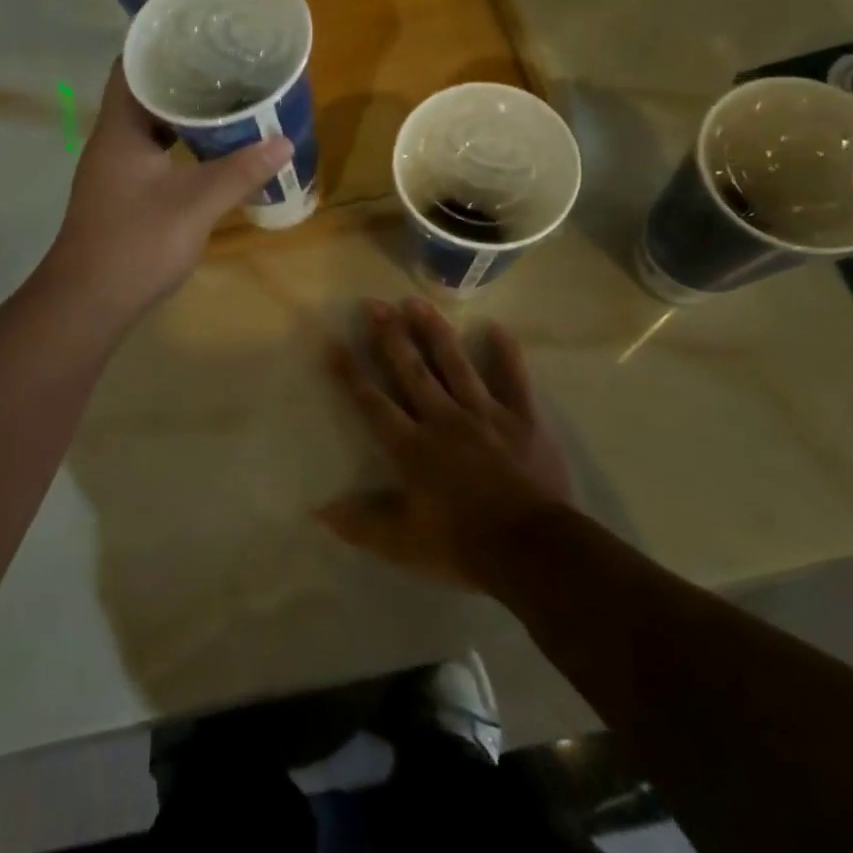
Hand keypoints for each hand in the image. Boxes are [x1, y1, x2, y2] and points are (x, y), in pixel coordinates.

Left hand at [42, 60, 292, 321]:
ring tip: (226, 98)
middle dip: (182, 77)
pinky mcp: (123, 193)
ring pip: (149, 126)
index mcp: (120, 129)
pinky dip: (179, 143)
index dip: (159, 44)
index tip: (199, 33)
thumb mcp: (195, 205)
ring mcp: (115, 169)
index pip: (130, 66)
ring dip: (182, 113)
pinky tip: (209, 149)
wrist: (88, 303)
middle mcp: (112, 141)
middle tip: (227, 64)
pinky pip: (153, 152)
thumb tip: (283, 142)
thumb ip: (239, 172)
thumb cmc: (136, 244)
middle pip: (143, 93)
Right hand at [319, 297, 574, 591]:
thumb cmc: (463, 546)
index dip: (351, 373)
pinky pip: (514, 379)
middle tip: (375, 303)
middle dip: (390, 336)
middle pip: (412, 370)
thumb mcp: (403, 544)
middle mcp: (444, 419)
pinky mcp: (523, 419)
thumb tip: (318, 512)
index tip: (334, 342)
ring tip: (416, 302)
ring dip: (434, 332)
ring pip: (455, 364)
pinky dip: (507, 354)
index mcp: (413, 447)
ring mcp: (485, 414)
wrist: (533, 550)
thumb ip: (361, 524)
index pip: (373, 402)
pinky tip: (497, 328)